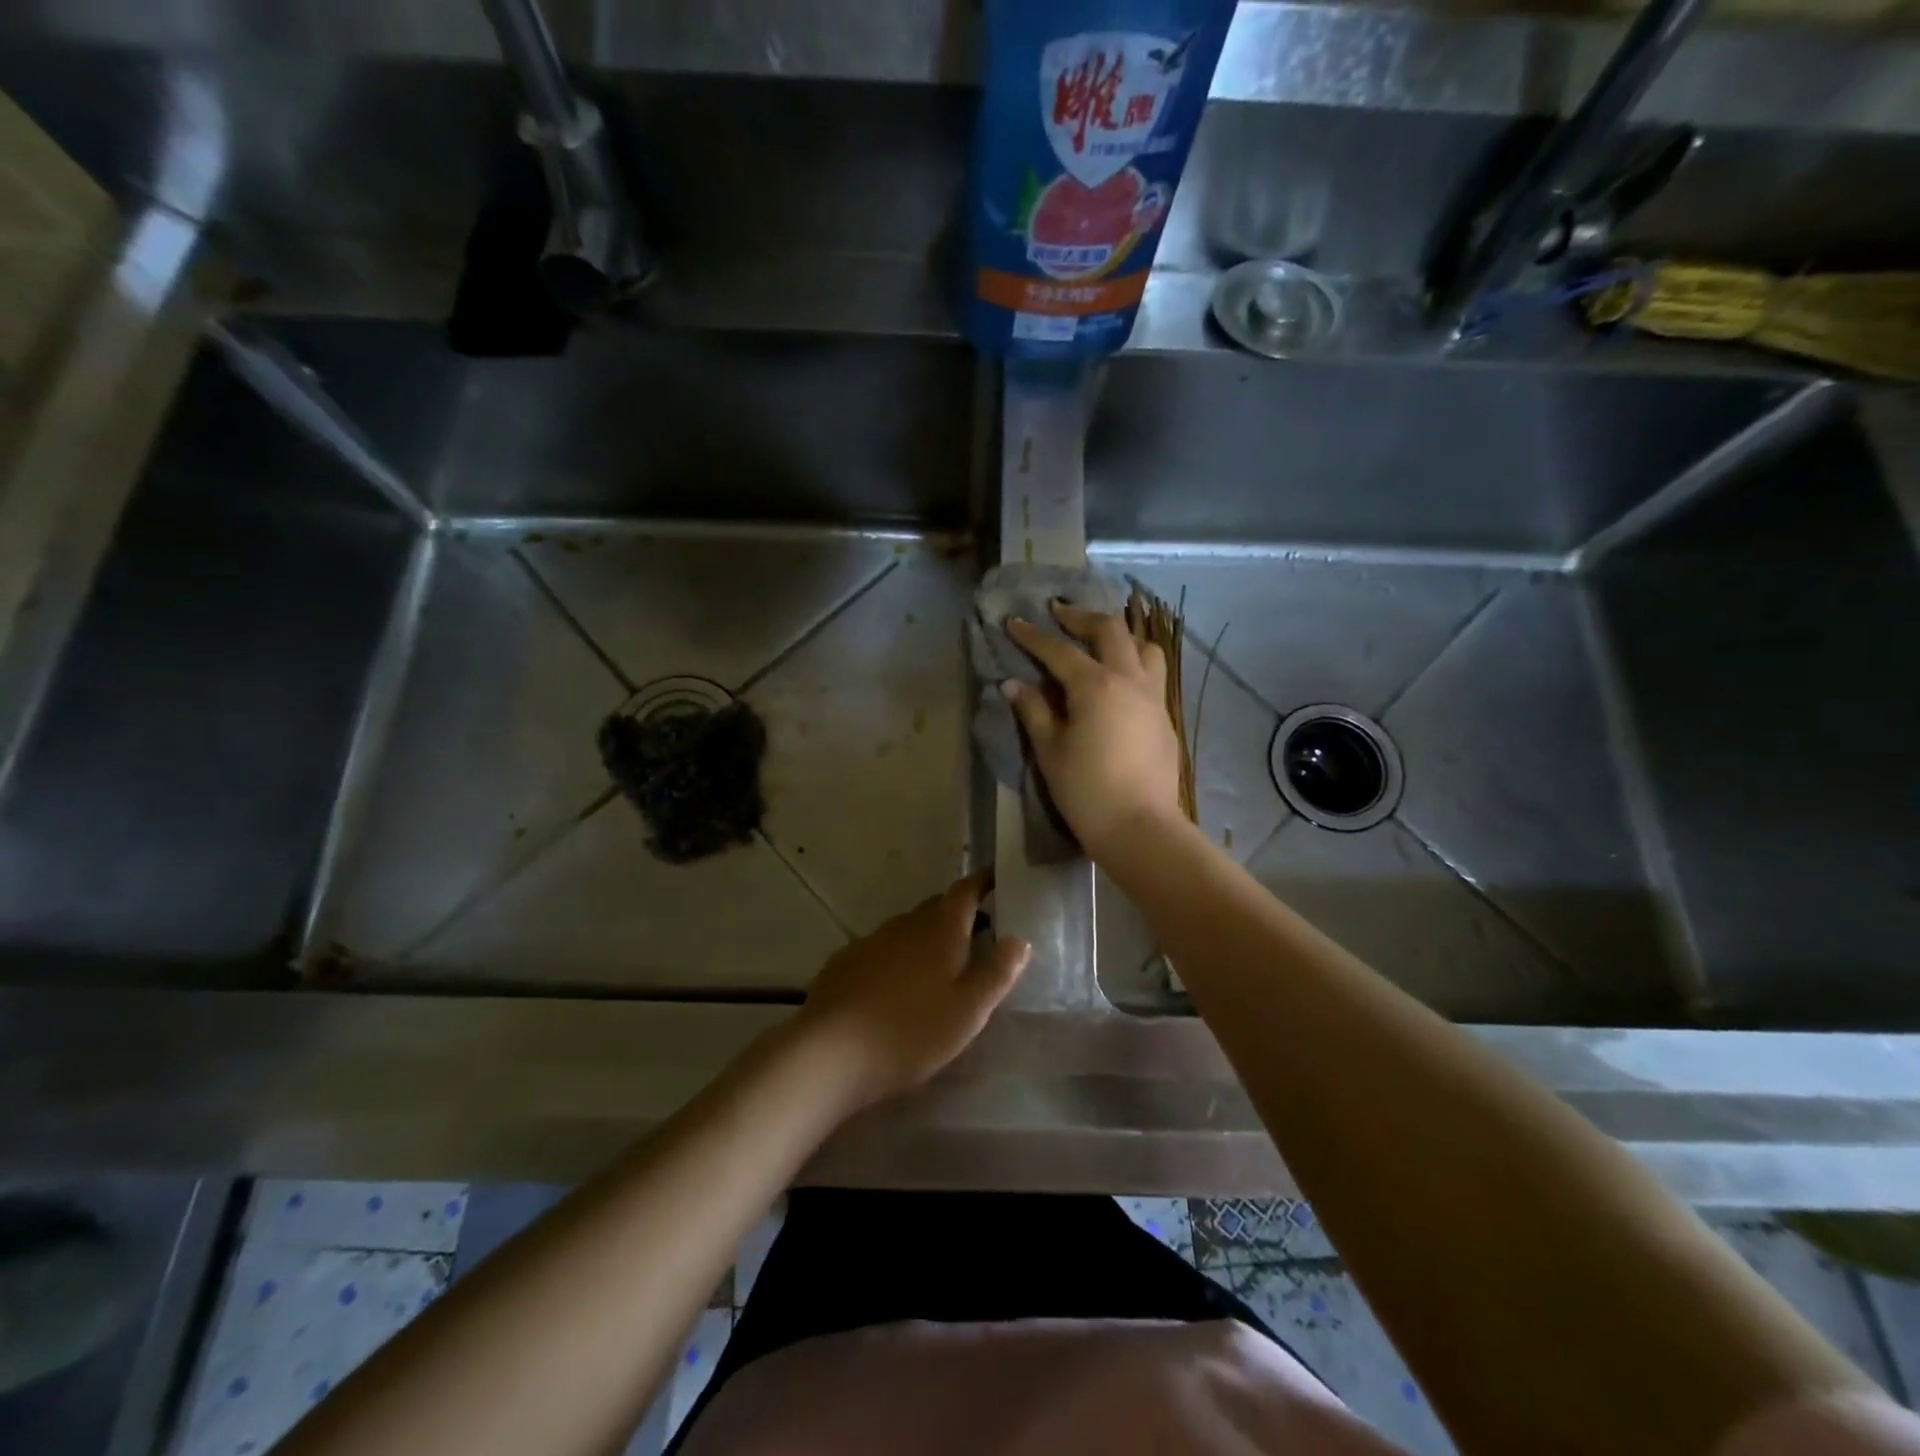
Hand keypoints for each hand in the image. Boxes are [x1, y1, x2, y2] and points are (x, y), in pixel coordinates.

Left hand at [794, 870, 1028, 1111]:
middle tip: (976, 934)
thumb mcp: (968, 1011)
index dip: (982, 882)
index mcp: (939, 930)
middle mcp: (904, 925)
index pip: (964, 891)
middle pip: (935, 909)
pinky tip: (893, 989)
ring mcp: (870, 941)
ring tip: (937, 968)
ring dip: (924, 940)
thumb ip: (997, 973)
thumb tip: (1019, 939)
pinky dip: (894, 959)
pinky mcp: (844, 963)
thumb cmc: (911, 1031)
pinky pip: (880, 951)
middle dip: (956, 915)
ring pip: (906, 930)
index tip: (995, 878)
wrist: (831, 1052)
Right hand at [1003, 603, 1184, 858]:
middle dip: (1081, 617)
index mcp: (1095, 685)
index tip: (1014, 621)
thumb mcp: (1050, 751)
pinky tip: (1119, 678)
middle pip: (1109, 630)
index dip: (1033, 635)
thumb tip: (1013, 684)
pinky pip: (1153, 673)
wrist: (1140, 826)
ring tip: (1099, 641)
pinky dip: (1134, 661)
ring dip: (1119, 635)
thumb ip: (1033, 711)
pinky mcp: (1164, 717)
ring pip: (1143, 647)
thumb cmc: (1086, 790)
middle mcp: (1129, 680)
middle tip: (1059, 614)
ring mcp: (1153, 697)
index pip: (1059, 650)